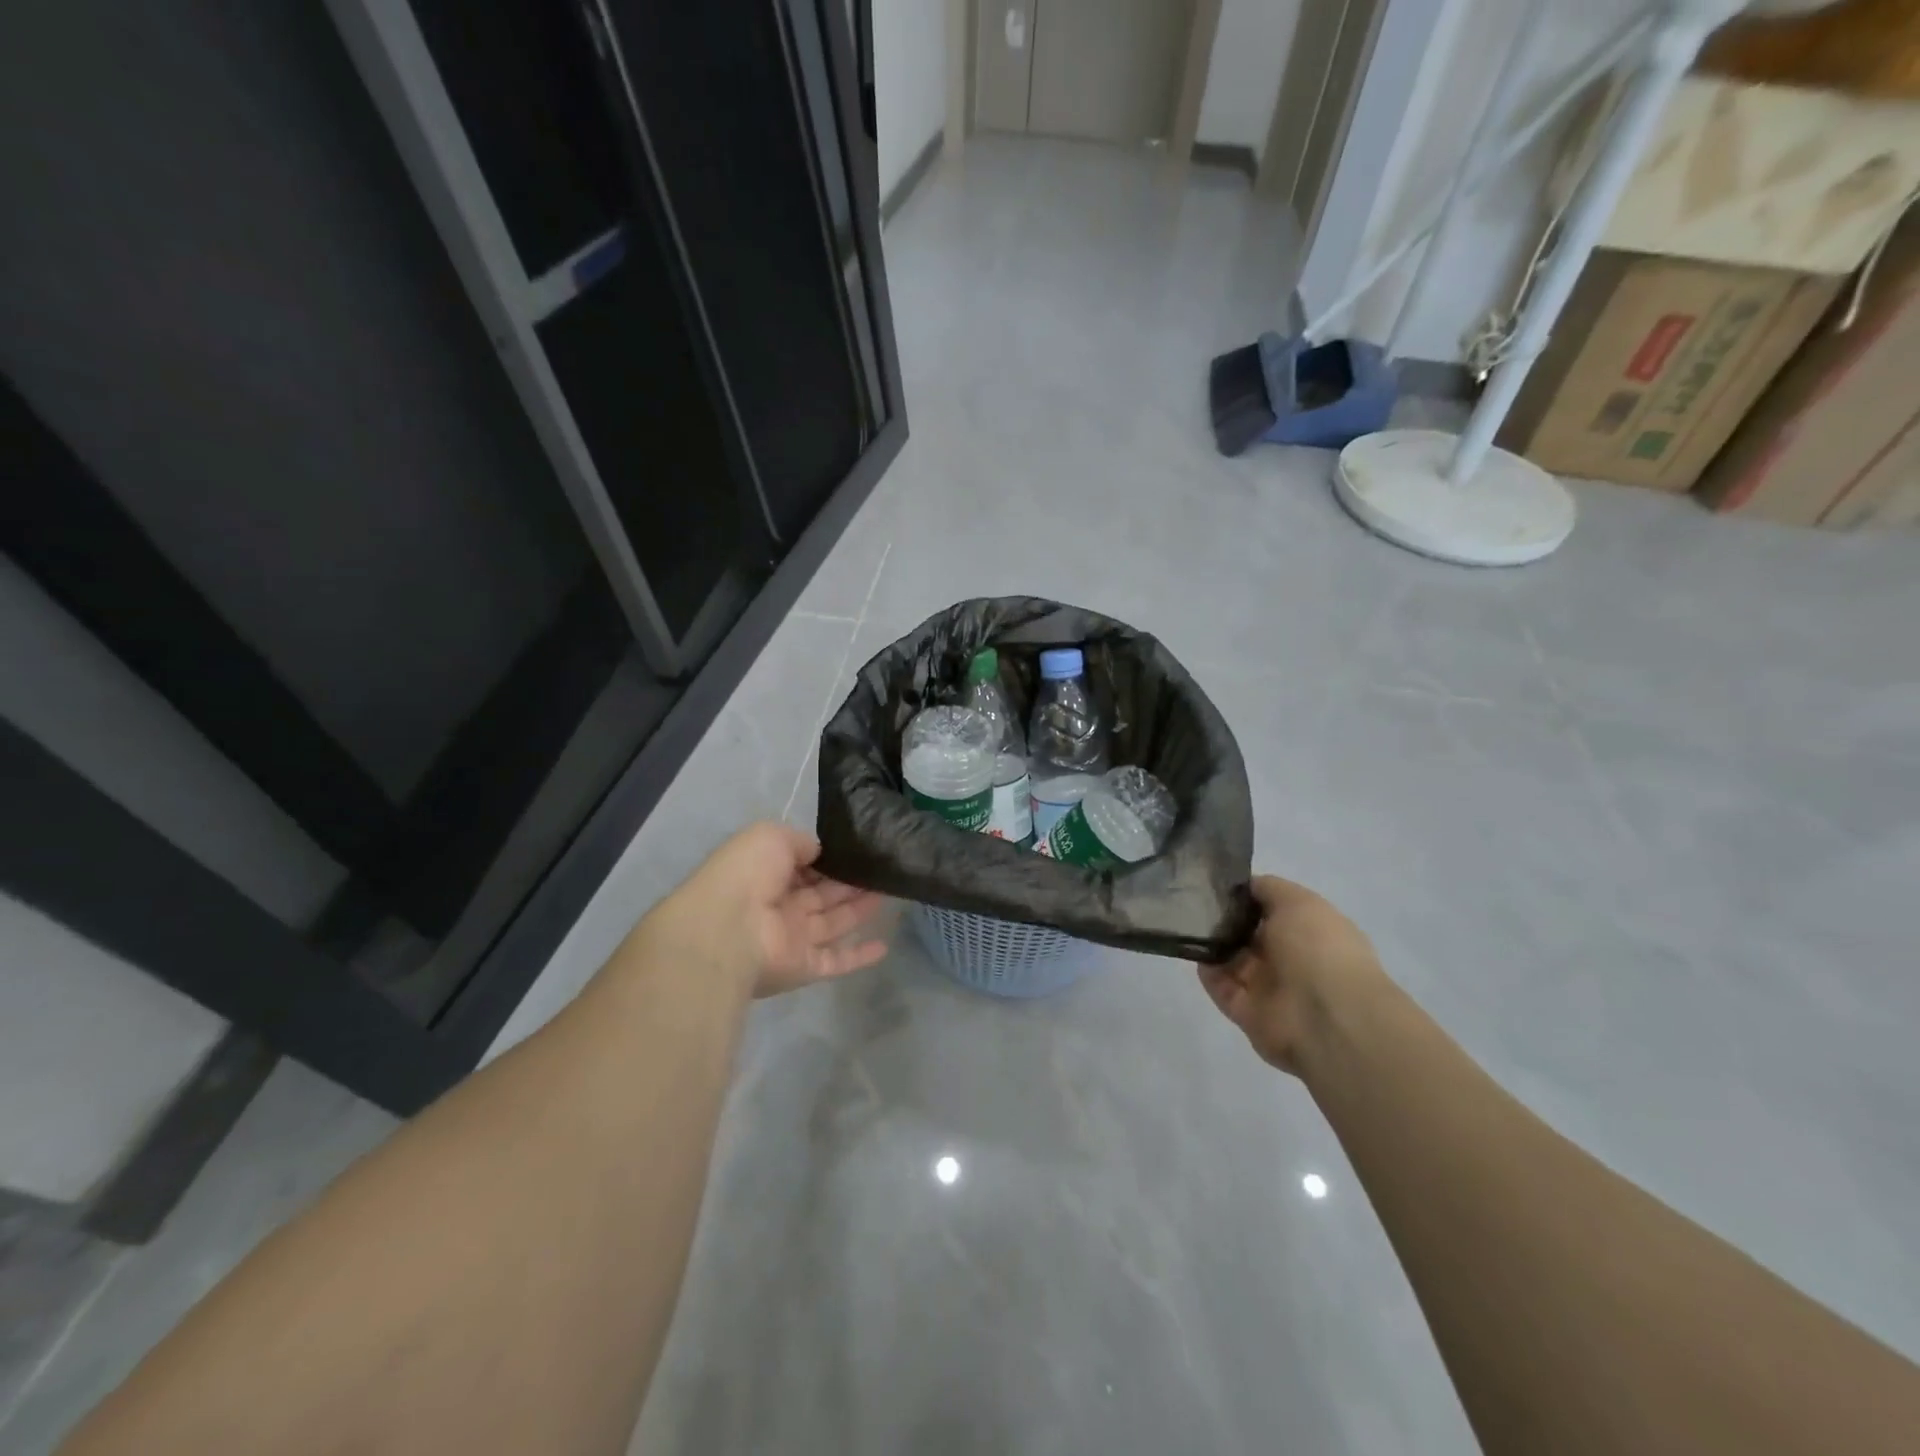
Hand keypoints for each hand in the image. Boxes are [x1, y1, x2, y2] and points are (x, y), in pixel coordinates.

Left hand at [635, 823, 888, 998]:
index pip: (804, 864)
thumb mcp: (772, 836)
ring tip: (891, 891)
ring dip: (859, 909)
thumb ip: (800, 841)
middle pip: (822, 893)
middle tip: (883, 869)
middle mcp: (779, 906)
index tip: (859, 849)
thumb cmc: (748, 874)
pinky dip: (859, 956)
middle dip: (850, 881)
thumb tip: (820, 850)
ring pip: (833, 922)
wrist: (726, 931)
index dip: (830, 857)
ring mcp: (792, 939)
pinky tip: (884, 946)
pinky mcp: (804, 968)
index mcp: (766, 873)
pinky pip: (836, 961)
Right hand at [1197, 876, 1384, 1074]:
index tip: (1219, 883)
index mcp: (1312, 932)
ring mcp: (1270, 988)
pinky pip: (1221, 986)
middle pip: (1249, 935)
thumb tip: (1244, 886)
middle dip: (1226, 918)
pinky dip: (1207, 970)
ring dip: (1213, 943)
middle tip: (1195, 899)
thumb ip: (1268, 888)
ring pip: (1232, 960)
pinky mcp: (1247, 1013)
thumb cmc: (1317, 948)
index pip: (1274, 910)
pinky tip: (1194, 948)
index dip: (1249, 896)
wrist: (1325, 1017)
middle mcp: (1292, 959)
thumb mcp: (1297, 901)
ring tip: (1188, 920)